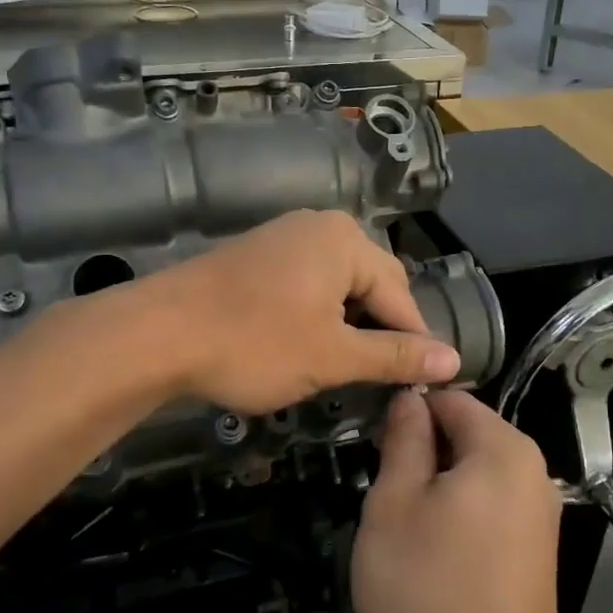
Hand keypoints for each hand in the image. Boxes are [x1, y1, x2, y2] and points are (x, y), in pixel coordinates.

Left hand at [146, 210, 460, 414]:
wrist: (158, 333)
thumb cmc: (254, 343)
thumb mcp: (332, 356)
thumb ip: (395, 356)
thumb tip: (453, 359)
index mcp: (346, 241)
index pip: (400, 295)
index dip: (413, 342)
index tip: (420, 385)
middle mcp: (320, 226)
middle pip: (371, 284)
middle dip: (379, 330)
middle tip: (380, 379)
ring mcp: (283, 237)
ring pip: (337, 285)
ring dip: (347, 325)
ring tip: (345, 367)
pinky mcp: (256, 255)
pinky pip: (306, 282)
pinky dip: (316, 314)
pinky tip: (307, 344)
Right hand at [352, 390, 570, 612]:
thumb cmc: (430, 590)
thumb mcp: (394, 504)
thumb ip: (403, 440)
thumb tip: (410, 398)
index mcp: (504, 449)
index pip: (449, 397)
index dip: (405, 412)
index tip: (370, 446)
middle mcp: (532, 474)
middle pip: (464, 436)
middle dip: (418, 455)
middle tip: (379, 493)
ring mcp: (538, 519)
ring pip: (470, 478)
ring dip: (431, 491)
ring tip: (398, 529)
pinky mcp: (532, 556)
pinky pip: (485, 513)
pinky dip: (453, 520)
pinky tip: (426, 558)